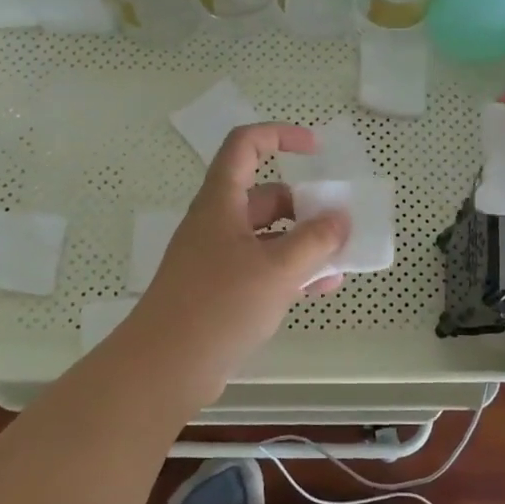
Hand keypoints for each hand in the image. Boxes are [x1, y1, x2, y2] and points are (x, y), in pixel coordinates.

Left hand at [127, 124, 350, 387]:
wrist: (164, 368)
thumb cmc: (219, 305)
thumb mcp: (277, 269)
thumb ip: (315, 240)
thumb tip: (340, 218)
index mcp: (221, 202)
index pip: (246, 145)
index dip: (280, 135)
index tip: (316, 149)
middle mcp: (218, 223)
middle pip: (265, 196)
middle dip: (304, 207)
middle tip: (338, 226)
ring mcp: (217, 258)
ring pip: (268, 236)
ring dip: (303, 243)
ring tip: (339, 262)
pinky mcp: (220, 290)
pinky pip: (262, 268)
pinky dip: (290, 272)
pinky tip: (320, 289)